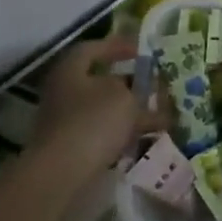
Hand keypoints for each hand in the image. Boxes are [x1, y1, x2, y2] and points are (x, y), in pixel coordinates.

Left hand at [31, 38, 164, 179]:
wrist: (62, 174)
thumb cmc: (93, 122)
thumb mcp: (124, 96)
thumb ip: (134, 88)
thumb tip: (134, 91)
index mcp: (70, 69)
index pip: (93, 48)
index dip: (118, 46)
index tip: (141, 50)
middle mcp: (63, 92)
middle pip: (98, 81)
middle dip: (128, 83)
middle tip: (153, 84)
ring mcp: (65, 121)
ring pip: (103, 109)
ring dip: (128, 110)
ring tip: (159, 114)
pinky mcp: (71, 147)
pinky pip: (102, 132)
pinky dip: (122, 132)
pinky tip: (145, 137)